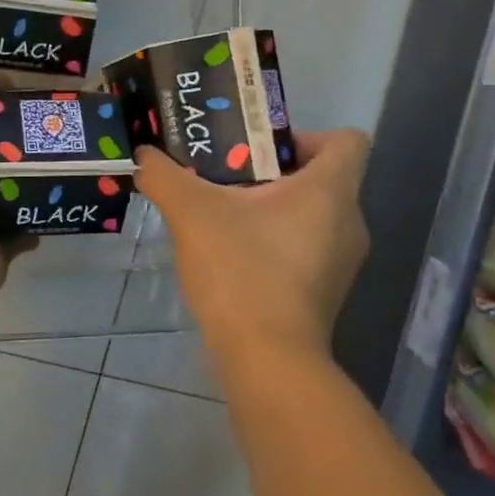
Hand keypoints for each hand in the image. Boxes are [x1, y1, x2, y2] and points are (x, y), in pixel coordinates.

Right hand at [135, 129, 370, 363]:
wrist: (267, 361)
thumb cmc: (242, 271)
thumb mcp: (192, 213)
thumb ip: (165, 176)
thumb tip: (144, 155)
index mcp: (331, 190)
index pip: (347, 139)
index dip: (305, 135)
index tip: (260, 149)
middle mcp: (350, 221)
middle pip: (324, 176)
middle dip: (275, 171)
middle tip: (228, 176)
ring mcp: (343, 262)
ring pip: (314, 214)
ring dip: (274, 208)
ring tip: (226, 215)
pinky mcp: (328, 293)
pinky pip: (309, 247)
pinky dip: (278, 242)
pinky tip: (235, 255)